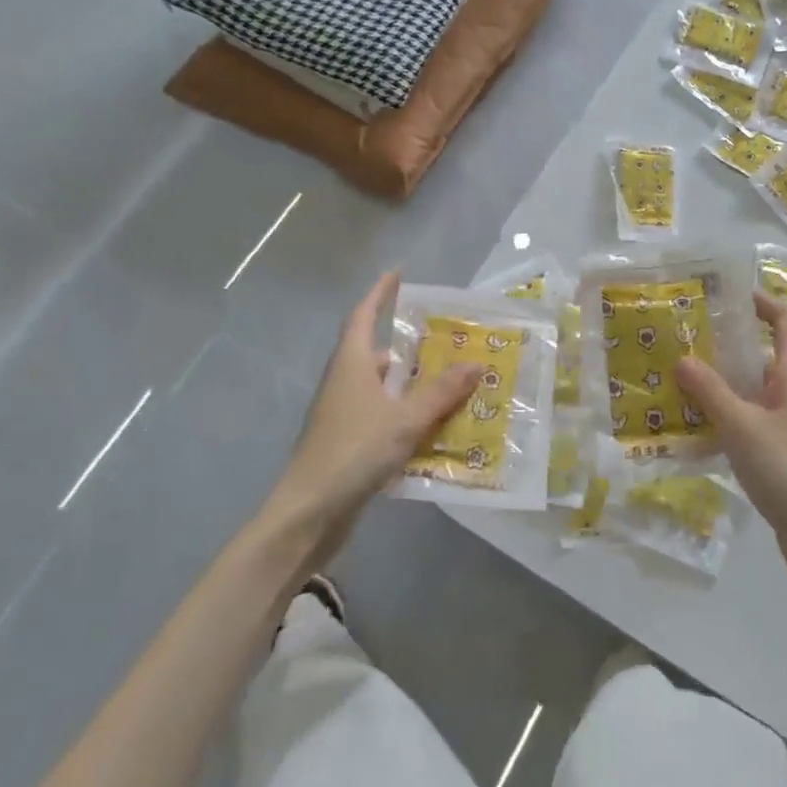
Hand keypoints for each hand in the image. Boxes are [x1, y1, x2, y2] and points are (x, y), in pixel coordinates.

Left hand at [267, 270, 481, 542]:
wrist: (309, 513)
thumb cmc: (353, 452)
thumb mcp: (405, 420)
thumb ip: (441, 393)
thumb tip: (477, 363)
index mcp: (351, 364)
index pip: (363, 315)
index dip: (379, 293)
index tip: (397, 273)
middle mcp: (345, 382)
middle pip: (379, 353)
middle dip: (411, 346)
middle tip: (450, 341)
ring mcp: (344, 413)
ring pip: (384, 388)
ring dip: (414, 384)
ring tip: (453, 382)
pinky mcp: (349, 441)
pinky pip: (384, 415)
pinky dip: (408, 414)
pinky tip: (436, 426)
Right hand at [676, 293, 786, 589]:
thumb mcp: (743, 427)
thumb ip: (711, 392)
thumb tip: (682, 357)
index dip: (764, 303)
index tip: (729, 293)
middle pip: (764, 357)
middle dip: (728, 344)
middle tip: (685, 337)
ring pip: (752, 393)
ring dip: (720, 384)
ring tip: (677, 377)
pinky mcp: (781, 458)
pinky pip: (748, 425)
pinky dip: (723, 420)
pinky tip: (692, 429)